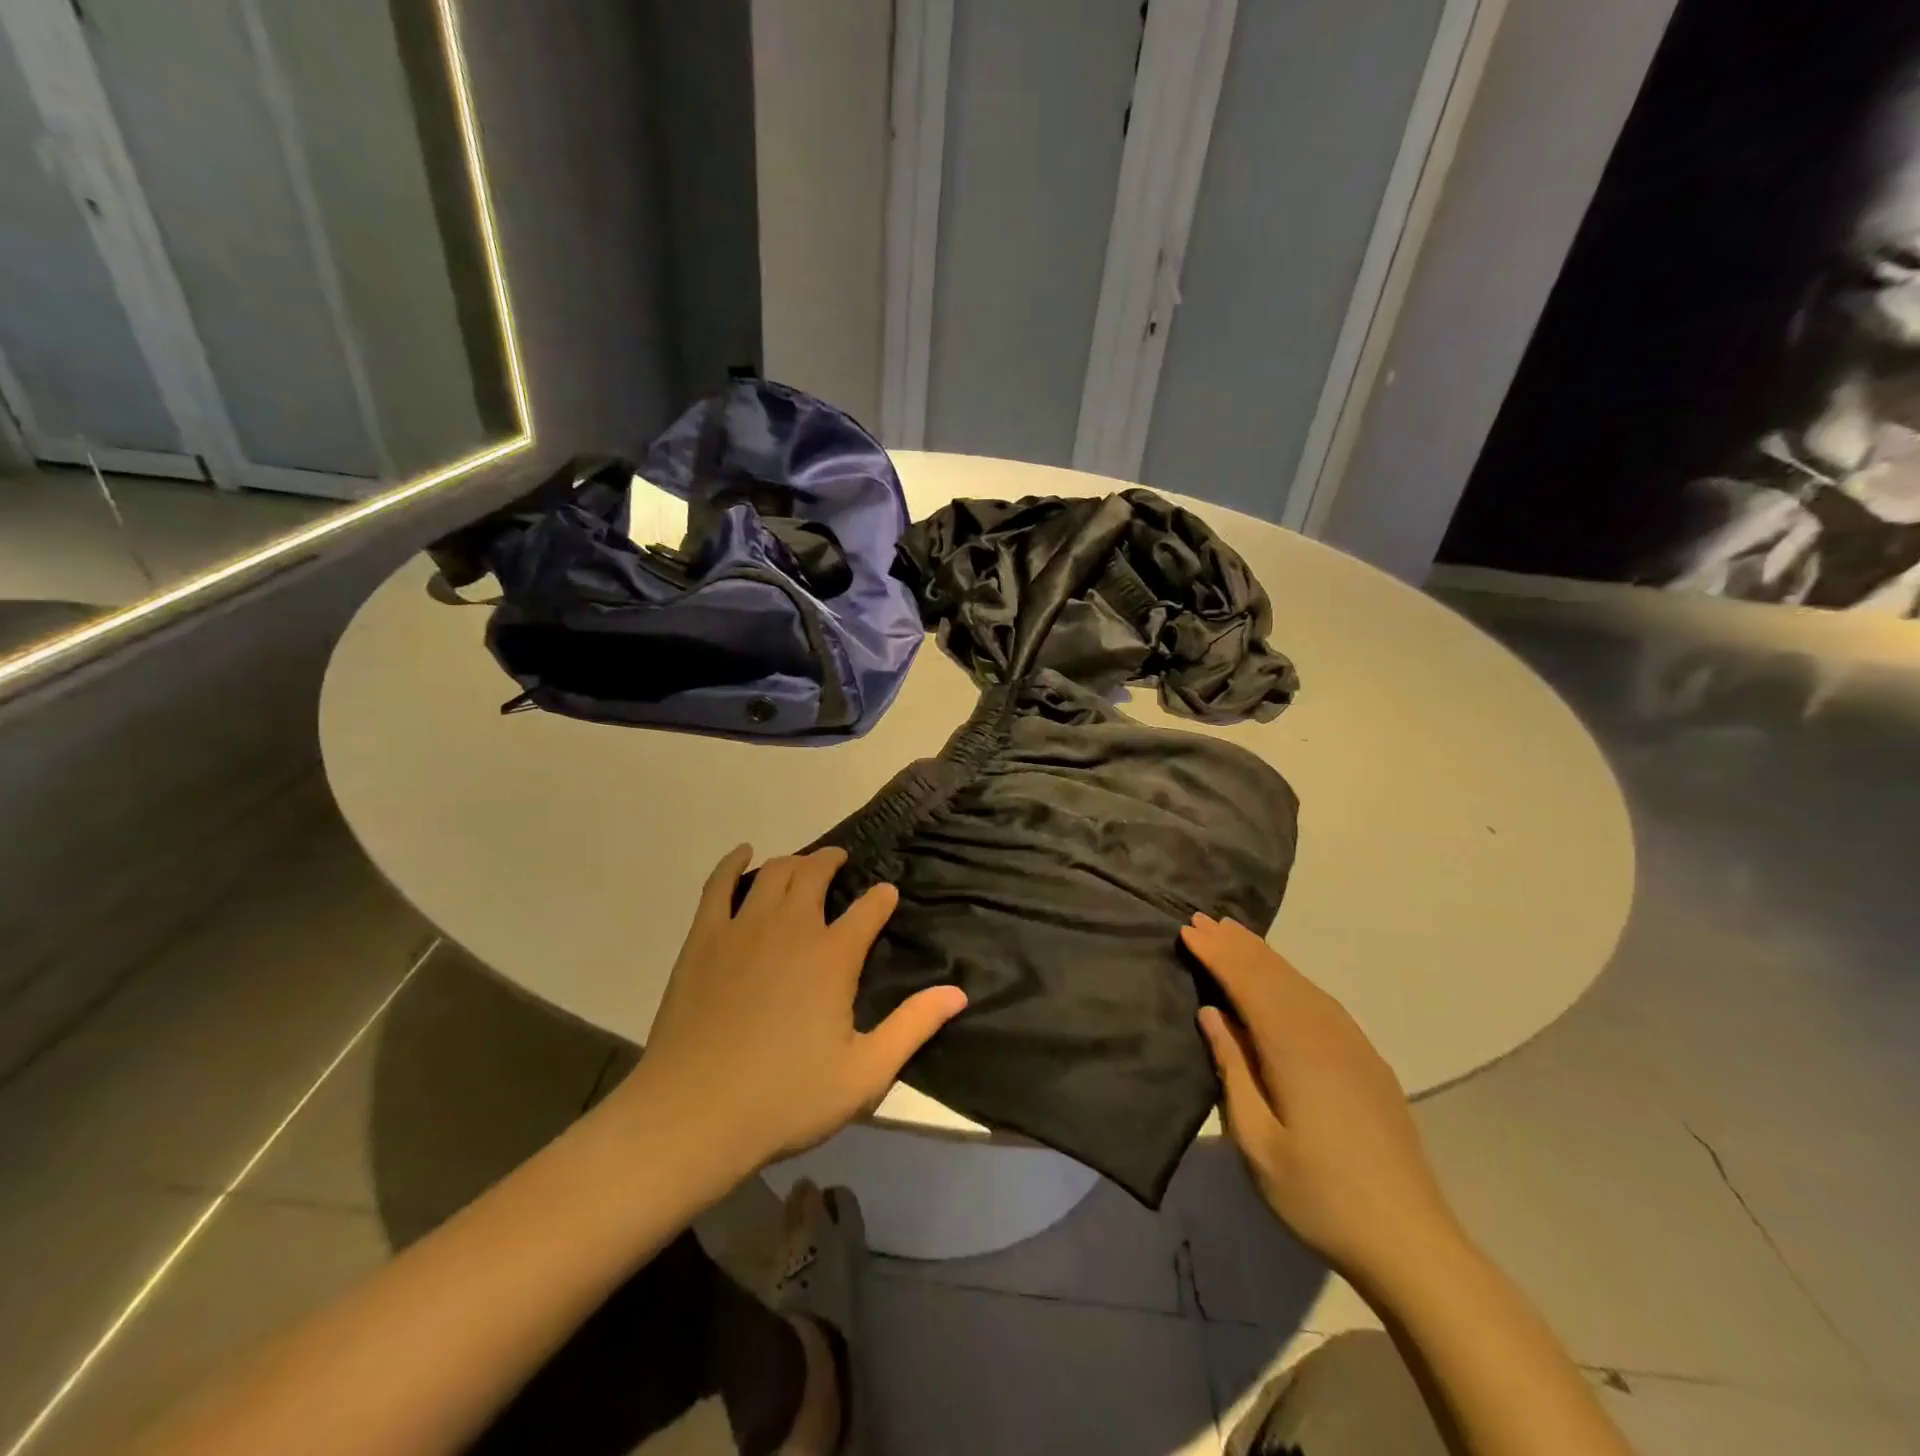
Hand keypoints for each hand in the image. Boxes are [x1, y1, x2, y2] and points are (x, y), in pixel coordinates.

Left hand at [617, 845, 966, 1172]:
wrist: (692, 1116)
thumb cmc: (785, 1099)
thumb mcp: (864, 1073)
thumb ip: (913, 1027)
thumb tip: (958, 992)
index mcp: (833, 956)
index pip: (868, 909)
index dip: (882, 898)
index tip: (887, 895)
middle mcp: (791, 928)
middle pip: (815, 874)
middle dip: (833, 862)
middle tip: (841, 864)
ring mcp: (743, 928)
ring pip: (774, 873)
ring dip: (794, 862)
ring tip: (803, 865)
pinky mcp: (704, 939)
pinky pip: (719, 886)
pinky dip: (734, 864)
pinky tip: (743, 855)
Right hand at [1184, 914, 1463, 1286]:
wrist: (1410, 1241)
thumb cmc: (1319, 1195)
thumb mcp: (1256, 1141)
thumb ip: (1232, 1069)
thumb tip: (1212, 1013)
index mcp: (1294, 1048)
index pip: (1248, 983)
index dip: (1217, 954)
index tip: (1188, 929)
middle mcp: (1325, 1032)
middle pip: (1274, 974)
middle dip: (1236, 945)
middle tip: (1203, 919)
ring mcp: (1352, 1044)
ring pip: (1299, 982)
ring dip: (1262, 956)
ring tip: (1234, 934)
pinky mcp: (1367, 1059)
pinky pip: (1319, 1000)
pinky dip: (1291, 977)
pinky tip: (1281, 978)